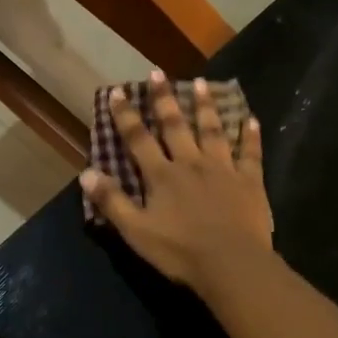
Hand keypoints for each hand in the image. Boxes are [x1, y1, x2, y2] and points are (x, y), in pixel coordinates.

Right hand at [80, 72, 273, 290]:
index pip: (138, 139)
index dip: (126, 116)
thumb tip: (86, 172)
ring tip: (202, 83)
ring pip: (213, 131)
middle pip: (175, 126)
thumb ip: (112, 201)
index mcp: (162, 176)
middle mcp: (191, 163)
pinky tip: (251, 119)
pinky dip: (250, 136)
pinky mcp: (250, 182)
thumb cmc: (180, 252)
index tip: (118, 91)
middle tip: (157, 72)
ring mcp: (223, 170)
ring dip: (206, 106)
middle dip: (164, 99)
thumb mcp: (136, 231)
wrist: (232, 264)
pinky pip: (250, 153)